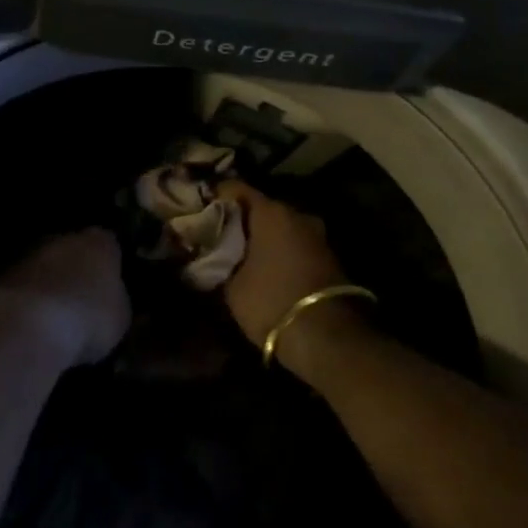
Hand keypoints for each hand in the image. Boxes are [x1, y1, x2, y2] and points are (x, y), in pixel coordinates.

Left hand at [0, 228, 131, 370]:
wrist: (26, 327)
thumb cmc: (87, 317)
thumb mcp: (120, 317)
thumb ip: (117, 302)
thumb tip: (112, 302)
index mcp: (98, 242)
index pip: (109, 245)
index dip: (110, 266)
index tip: (111, 286)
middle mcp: (62, 239)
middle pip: (72, 252)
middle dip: (76, 272)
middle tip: (82, 301)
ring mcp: (27, 256)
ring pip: (43, 269)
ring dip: (48, 287)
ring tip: (54, 319)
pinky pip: (21, 289)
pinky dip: (25, 302)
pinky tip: (29, 326)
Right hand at [215, 182, 349, 346]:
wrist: (326, 337)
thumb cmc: (271, 301)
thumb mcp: (232, 286)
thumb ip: (221, 262)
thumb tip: (214, 256)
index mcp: (271, 212)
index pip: (236, 189)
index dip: (216, 195)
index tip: (199, 206)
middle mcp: (298, 215)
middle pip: (261, 207)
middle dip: (240, 219)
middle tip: (217, 233)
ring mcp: (317, 235)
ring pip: (281, 227)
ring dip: (262, 237)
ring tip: (238, 252)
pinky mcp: (329, 257)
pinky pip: (295, 244)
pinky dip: (279, 250)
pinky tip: (263, 266)